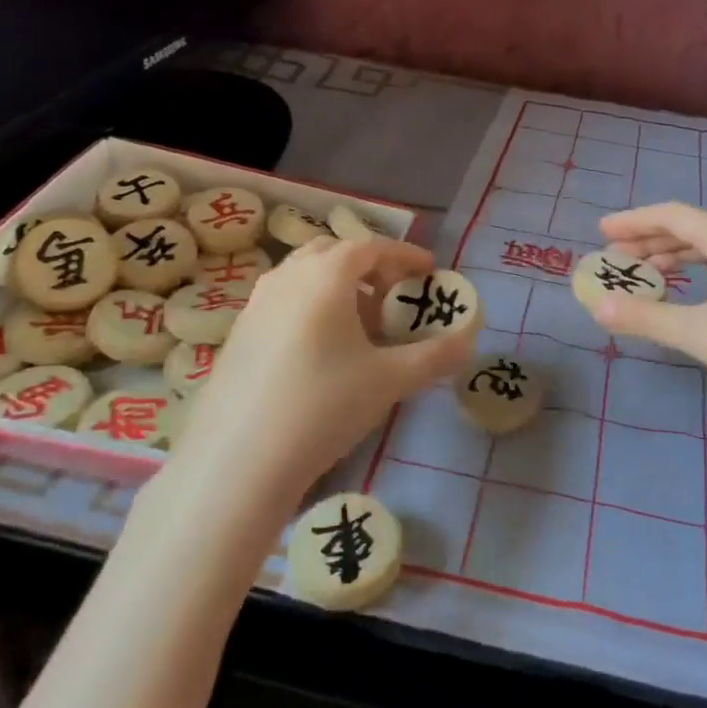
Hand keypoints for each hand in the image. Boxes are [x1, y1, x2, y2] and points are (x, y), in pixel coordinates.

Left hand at [163, 237, 475, 510]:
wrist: (239, 460)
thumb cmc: (324, 405)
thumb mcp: (390, 380)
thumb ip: (435, 356)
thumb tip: (469, 341)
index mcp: (325, 275)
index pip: (371, 247)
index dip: (404, 255)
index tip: (429, 270)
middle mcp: (287, 277)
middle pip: (333, 253)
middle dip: (369, 267)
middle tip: (393, 296)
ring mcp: (255, 304)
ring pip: (304, 277)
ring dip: (337, 287)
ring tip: (360, 326)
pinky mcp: (237, 334)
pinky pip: (283, 302)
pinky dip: (311, 308)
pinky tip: (321, 351)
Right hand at [594, 202, 706, 425]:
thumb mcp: (699, 334)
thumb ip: (647, 317)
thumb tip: (598, 306)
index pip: (672, 216)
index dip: (633, 220)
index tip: (601, 230)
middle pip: (690, 229)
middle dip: (649, 240)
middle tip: (615, 256)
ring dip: (673, 258)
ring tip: (645, 274)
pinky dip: (697, 274)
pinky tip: (689, 297)